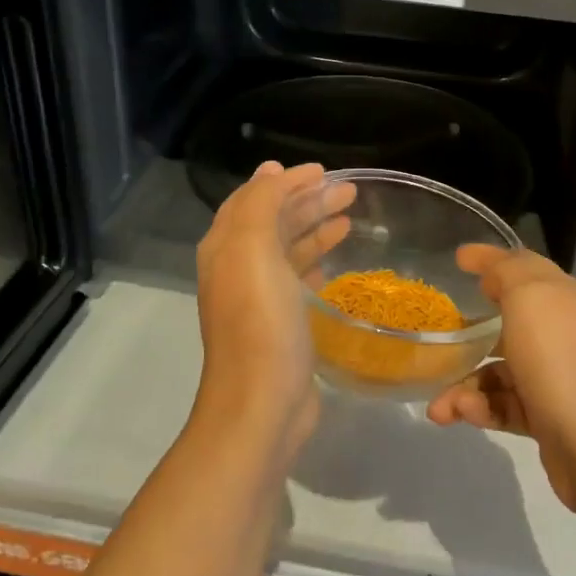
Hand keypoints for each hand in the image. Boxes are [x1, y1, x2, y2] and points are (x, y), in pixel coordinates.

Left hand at [192, 161, 353, 459]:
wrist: (261, 403)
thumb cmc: (260, 321)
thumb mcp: (252, 249)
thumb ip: (260, 203)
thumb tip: (271, 172)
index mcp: (226, 247)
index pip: (254, 198)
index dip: (285, 180)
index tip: (324, 171)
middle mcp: (237, 269)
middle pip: (273, 222)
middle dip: (307, 201)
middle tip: (349, 191)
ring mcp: (258, 300)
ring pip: (287, 251)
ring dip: (315, 229)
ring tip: (350, 219)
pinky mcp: (280, 326)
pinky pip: (296, 282)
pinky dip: (314, 263)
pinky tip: (334, 262)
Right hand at [426, 245, 575, 516]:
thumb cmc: (561, 361)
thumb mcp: (530, 298)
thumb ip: (507, 272)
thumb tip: (491, 273)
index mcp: (561, 298)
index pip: (522, 267)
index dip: (490, 259)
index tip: (457, 258)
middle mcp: (561, 333)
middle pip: (507, 321)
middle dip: (469, 331)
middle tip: (439, 337)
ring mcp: (556, 377)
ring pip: (498, 370)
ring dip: (464, 384)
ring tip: (440, 406)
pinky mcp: (548, 417)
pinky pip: (504, 405)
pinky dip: (480, 408)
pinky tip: (462, 415)